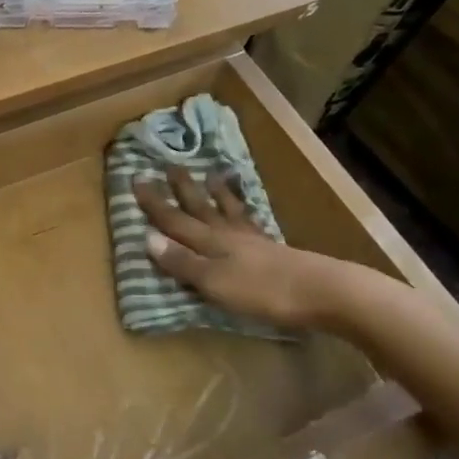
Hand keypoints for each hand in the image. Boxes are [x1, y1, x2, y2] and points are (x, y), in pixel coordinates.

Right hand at [132, 169, 355, 327]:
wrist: (322, 292)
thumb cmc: (261, 291)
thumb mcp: (214, 282)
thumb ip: (182, 261)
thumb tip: (146, 237)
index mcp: (209, 242)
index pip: (174, 220)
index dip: (154, 203)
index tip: (136, 179)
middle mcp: (227, 235)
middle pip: (200, 208)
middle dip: (182, 190)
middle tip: (170, 166)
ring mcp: (252, 240)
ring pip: (227, 211)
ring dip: (216, 194)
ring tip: (212, 176)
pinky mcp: (273, 250)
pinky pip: (251, 222)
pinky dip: (244, 211)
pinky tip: (246, 211)